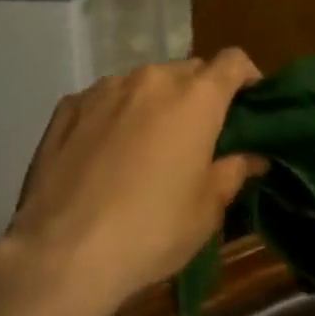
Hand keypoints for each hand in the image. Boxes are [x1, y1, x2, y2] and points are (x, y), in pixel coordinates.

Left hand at [4, 51, 267, 311]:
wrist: (61, 254)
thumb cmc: (151, 230)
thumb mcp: (207, 210)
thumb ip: (234, 172)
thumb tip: (254, 156)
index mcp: (196, 97)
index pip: (234, 61)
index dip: (247, 76)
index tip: (249, 102)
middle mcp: (153, 79)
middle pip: (189, 72)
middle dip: (200, 95)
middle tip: (198, 136)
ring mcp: (106, 88)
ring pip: (144, 84)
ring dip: (155, 104)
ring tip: (146, 147)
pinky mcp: (68, 106)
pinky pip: (105, 100)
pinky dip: (115, 115)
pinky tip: (104, 154)